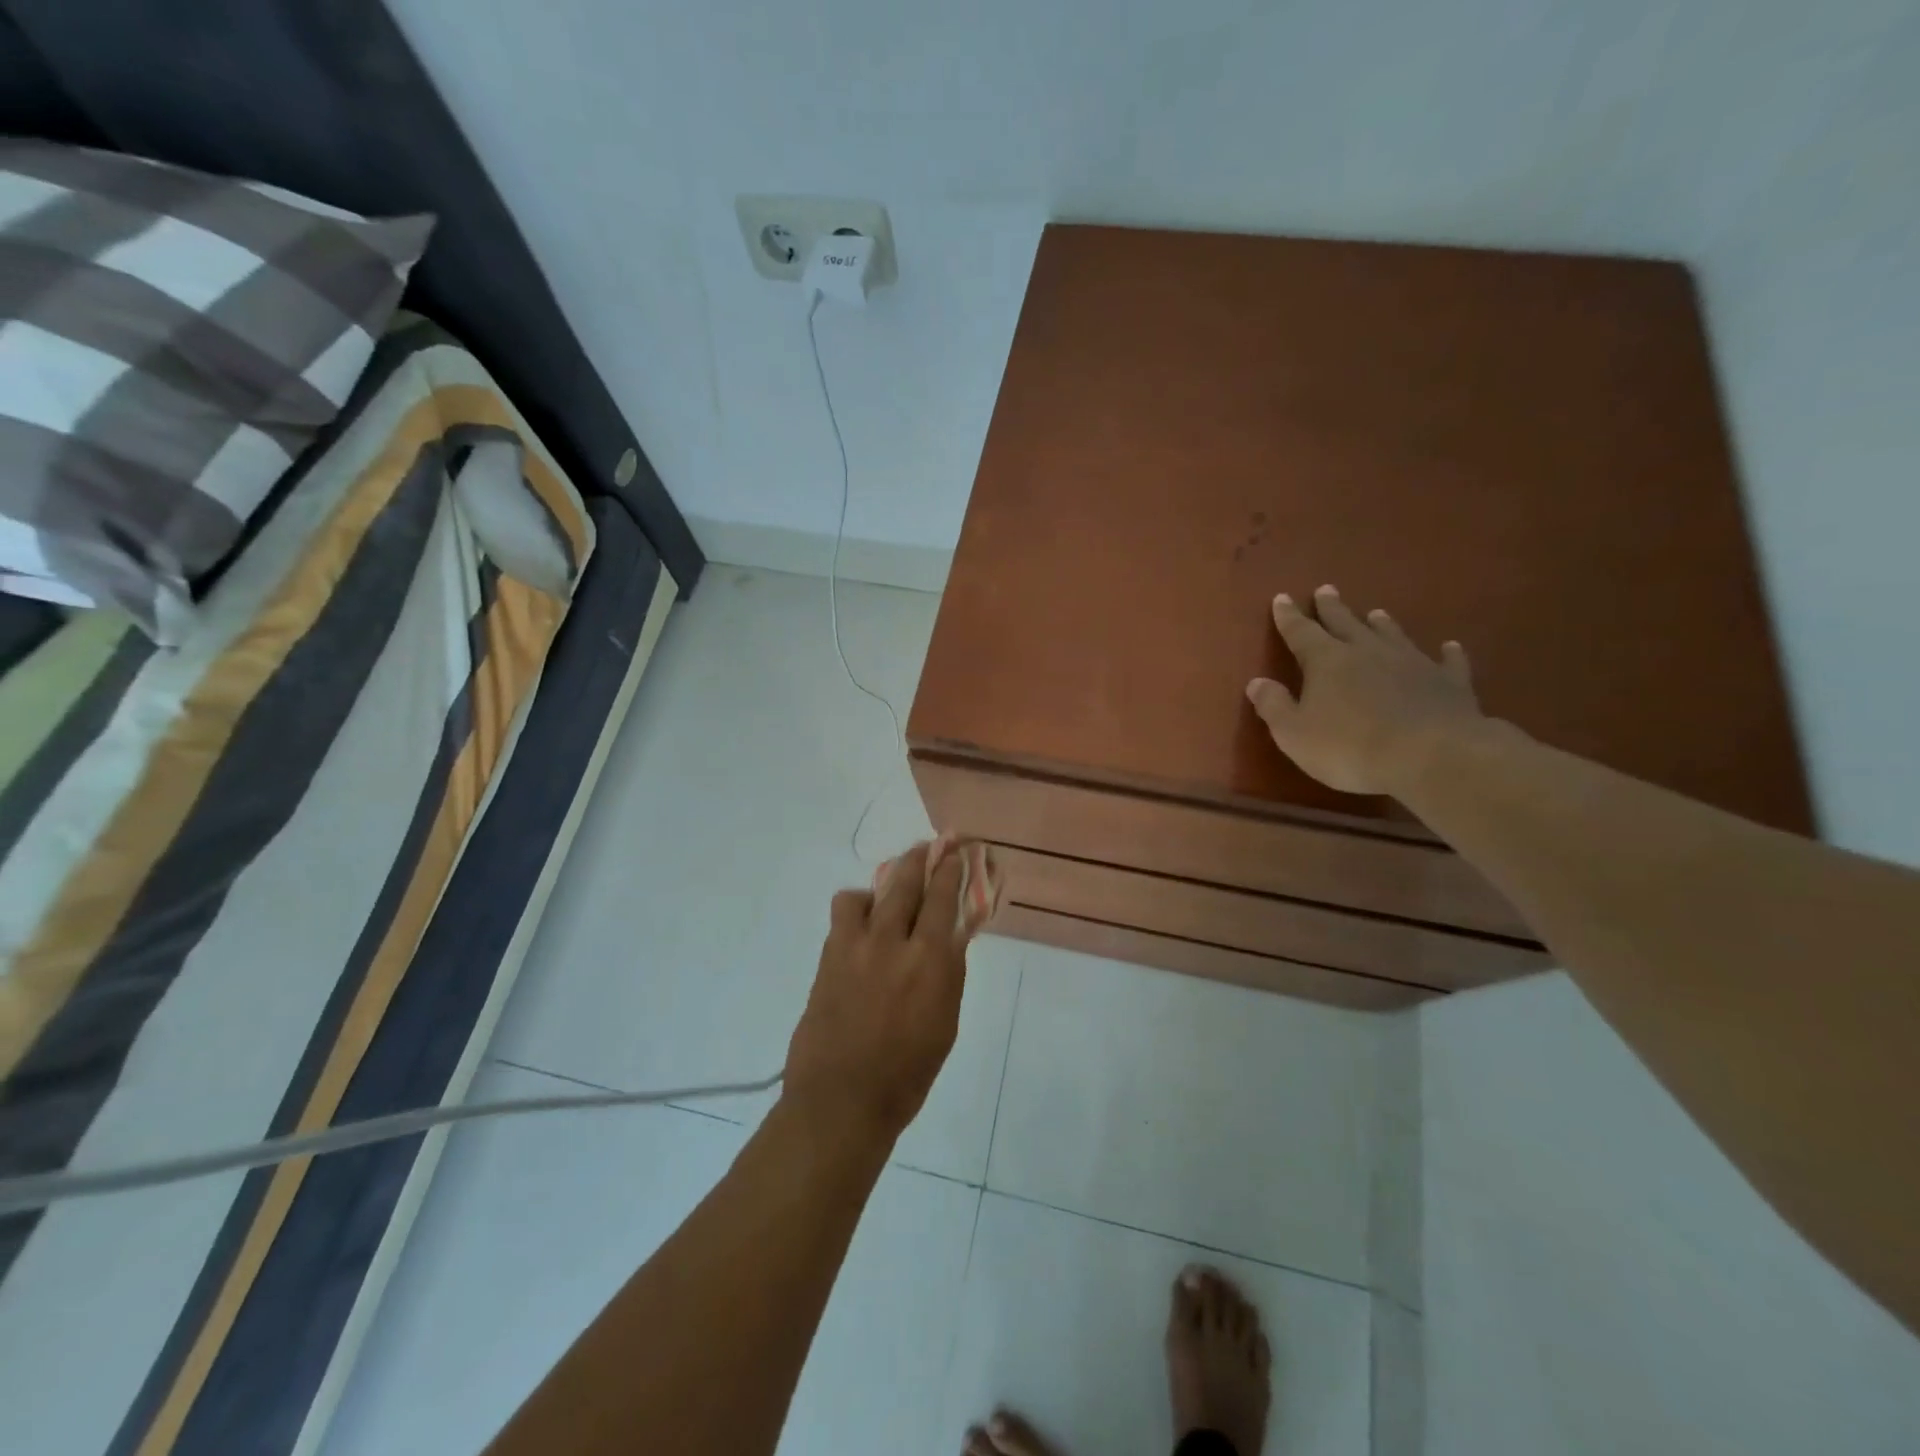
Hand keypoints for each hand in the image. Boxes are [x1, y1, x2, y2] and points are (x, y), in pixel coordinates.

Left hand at [783, 841, 972, 1142]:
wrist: (842, 1100)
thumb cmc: (907, 1073)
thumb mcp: (945, 1024)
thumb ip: (947, 974)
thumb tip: (948, 939)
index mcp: (930, 961)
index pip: (943, 898)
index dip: (951, 870)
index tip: (956, 852)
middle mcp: (892, 942)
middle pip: (907, 883)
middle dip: (921, 859)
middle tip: (930, 846)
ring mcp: (854, 946)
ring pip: (869, 892)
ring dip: (885, 884)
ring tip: (889, 893)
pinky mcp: (828, 956)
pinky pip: (843, 914)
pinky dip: (857, 910)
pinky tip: (863, 924)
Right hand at [1247, 585, 1488, 797]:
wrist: (1431, 756)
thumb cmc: (1349, 747)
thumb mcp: (1294, 733)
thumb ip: (1274, 705)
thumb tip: (1256, 682)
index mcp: (1327, 661)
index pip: (1301, 632)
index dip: (1289, 617)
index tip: (1282, 598)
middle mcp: (1368, 652)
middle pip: (1346, 623)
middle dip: (1332, 608)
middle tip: (1326, 590)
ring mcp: (1412, 663)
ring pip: (1392, 635)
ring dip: (1381, 624)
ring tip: (1376, 612)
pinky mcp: (1449, 683)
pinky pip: (1447, 662)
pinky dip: (1446, 653)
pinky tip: (1449, 646)